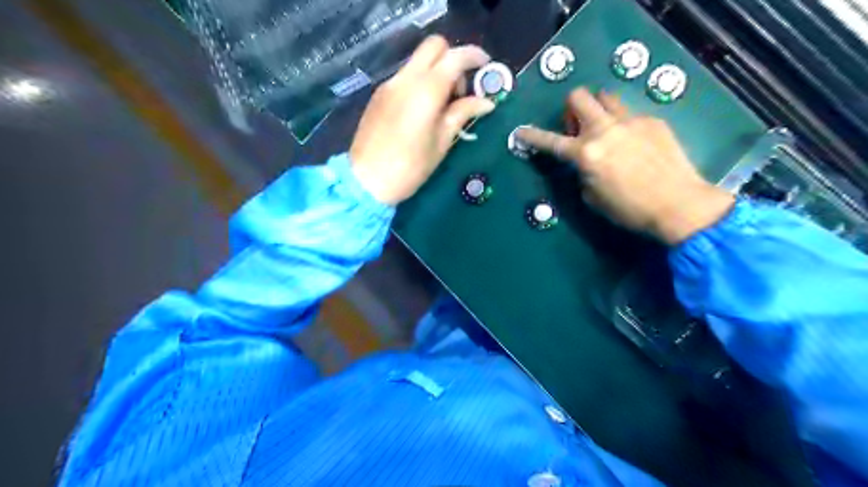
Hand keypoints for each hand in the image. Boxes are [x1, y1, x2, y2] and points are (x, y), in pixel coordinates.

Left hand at [348, 35, 494, 205]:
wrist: (366, 181)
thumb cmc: (410, 168)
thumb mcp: (441, 143)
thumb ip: (462, 114)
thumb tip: (486, 102)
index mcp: (426, 91)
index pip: (454, 57)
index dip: (474, 56)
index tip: (486, 66)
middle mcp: (406, 79)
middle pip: (433, 46)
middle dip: (453, 58)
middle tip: (460, 89)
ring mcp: (389, 84)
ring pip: (418, 60)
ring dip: (436, 70)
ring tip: (442, 104)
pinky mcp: (379, 95)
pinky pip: (405, 76)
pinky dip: (420, 81)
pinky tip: (422, 111)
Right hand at [522, 87, 730, 244]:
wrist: (679, 204)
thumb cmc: (629, 209)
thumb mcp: (593, 197)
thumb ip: (583, 173)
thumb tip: (586, 162)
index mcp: (585, 154)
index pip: (550, 141)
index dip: (532, 136)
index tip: (520, 132)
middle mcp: (604, 130)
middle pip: (579, 97)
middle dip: (571, 107)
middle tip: (577, 127)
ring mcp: (630, 121)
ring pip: (606, 97)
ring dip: (598, 110)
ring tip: (607, 130)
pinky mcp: (652, 121)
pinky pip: (630, 114)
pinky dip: (624, 125)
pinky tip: (636, 145)